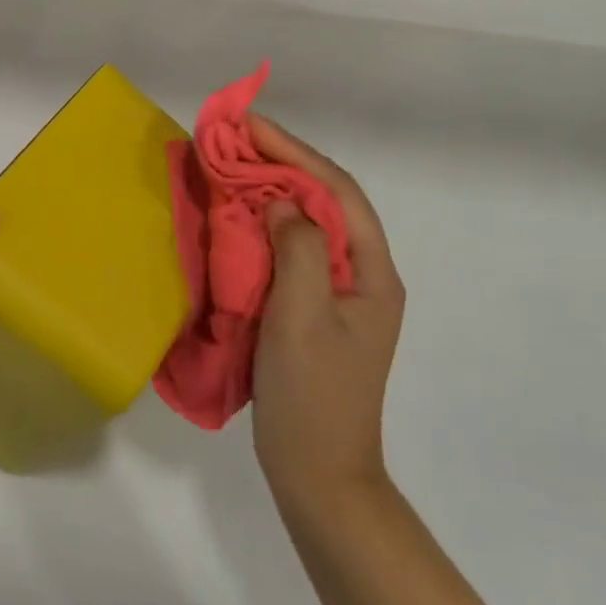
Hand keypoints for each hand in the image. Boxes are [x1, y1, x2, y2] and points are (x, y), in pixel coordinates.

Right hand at [249, 112, 405, 510]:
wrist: (318, 478)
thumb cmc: (313, 397)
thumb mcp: (303, 318)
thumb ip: (299, 248)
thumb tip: (281, 200)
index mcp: (372, 272)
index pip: (337, 190)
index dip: (295, 151)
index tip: (251, 125)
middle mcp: (361, 273)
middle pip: (325, 198)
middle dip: (282, 161)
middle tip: (234, 136)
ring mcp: (338, 291)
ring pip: (307, 220)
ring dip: (272, 187)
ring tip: (232, 162)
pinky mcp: (313, 306)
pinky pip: (291, 247)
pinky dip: (264, 221)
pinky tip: (239, 213)